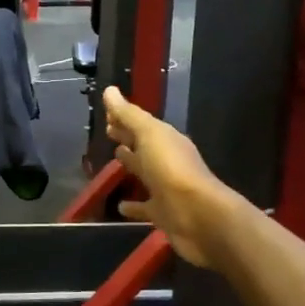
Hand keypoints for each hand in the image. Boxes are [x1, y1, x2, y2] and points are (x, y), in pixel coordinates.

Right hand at [104, 86, 232, 267]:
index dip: (124, 117)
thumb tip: (109, 90)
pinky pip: (144, 207)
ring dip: (132, 165)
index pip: (141, 123)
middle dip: (127, 137)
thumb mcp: (149, 134)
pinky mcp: (162, 213)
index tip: (106, 114)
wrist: (198, 215)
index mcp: (165, 139)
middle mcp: (167, 161)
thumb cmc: (171, 168)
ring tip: (113, 159)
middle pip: (143, 145)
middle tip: (108, 132)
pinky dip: (133, 206)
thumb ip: (129, 115)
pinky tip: (120, 206)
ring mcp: (165, 188)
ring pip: (145, 172)